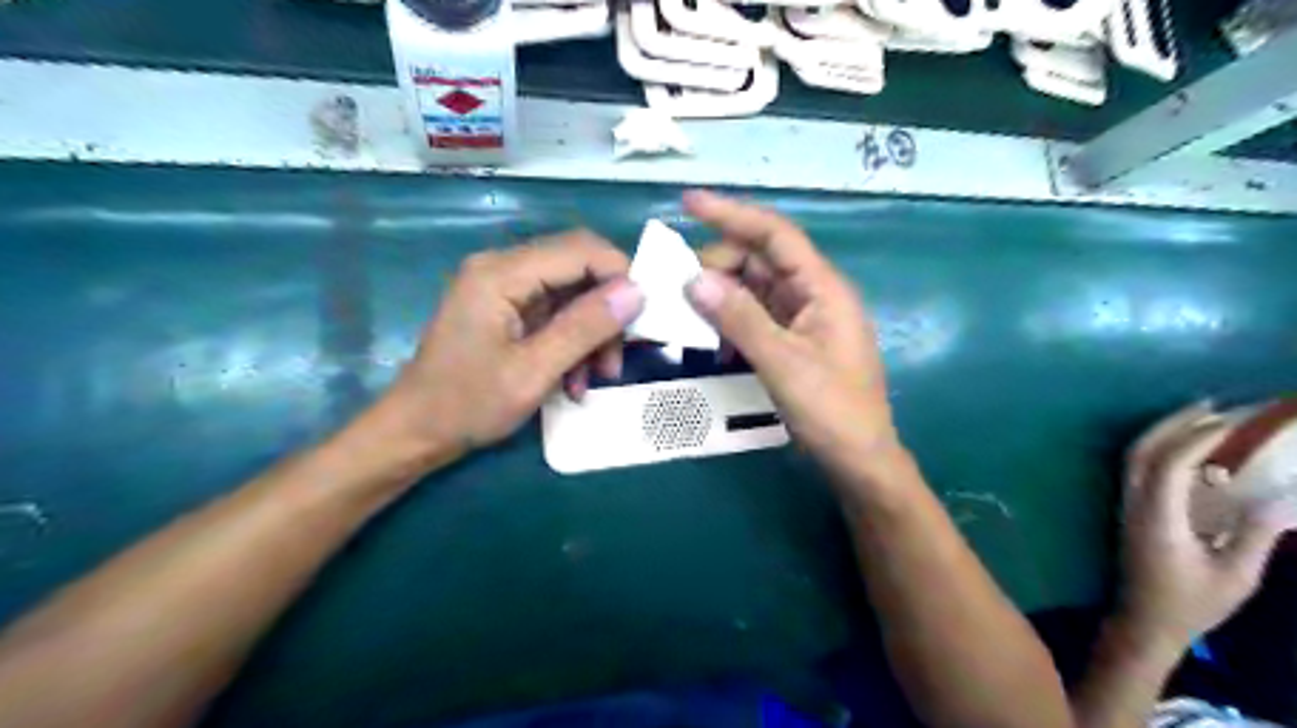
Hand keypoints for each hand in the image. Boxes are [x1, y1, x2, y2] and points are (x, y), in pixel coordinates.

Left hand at [379, 232, 639, 456]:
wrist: (416, 431)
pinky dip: (573, 343)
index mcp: (501, 273)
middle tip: (616, 360)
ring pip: (572, 293)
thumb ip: (584, 328)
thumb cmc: (467, 405)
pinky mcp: (506, 309)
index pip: (580, 249)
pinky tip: (574, 380)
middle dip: (607, 312)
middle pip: (578, 268)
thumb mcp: (533, 372)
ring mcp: (503, 288)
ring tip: (595, 379)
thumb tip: (637, 291)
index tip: (642, 321)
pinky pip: (556, 313)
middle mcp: (502, 268)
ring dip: (592, 334)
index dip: (620, 276)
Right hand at [679, 190, 904, 479]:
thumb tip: (693, 279)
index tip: (689, 202)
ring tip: (687, 314)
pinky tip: (712, 341)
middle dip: (718, 267)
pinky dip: (731, 321)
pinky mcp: (793, 341)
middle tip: (679, 290)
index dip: (733, 214)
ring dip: (720, 296)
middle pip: (759, 261)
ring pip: (753, 290)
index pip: (774, 235)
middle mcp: (813, 294)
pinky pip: (755, 317)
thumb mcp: (783, 364)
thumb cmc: (833, 411)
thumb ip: (740, 319)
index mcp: (822, 288)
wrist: (859, 461)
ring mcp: (803, 318)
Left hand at [1115, 404, 1296, 653]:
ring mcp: (1126, 504)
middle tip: (1211, 405)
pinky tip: (1187, 447)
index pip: (1168, 465)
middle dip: (1173, 424)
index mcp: (1158, 517)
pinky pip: (1137, 468)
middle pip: (1142, 451)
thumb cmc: (1190, 603)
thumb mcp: (1235, 576)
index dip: (1195, 438)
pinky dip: (1159, 448)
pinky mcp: (1129, 509)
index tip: (1230, 421)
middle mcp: (1134, 503)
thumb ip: (1256, 535)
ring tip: (1200, 417)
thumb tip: (1285, 498)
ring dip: (1163, 432)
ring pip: (1134, 457)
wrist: (1144, 620)